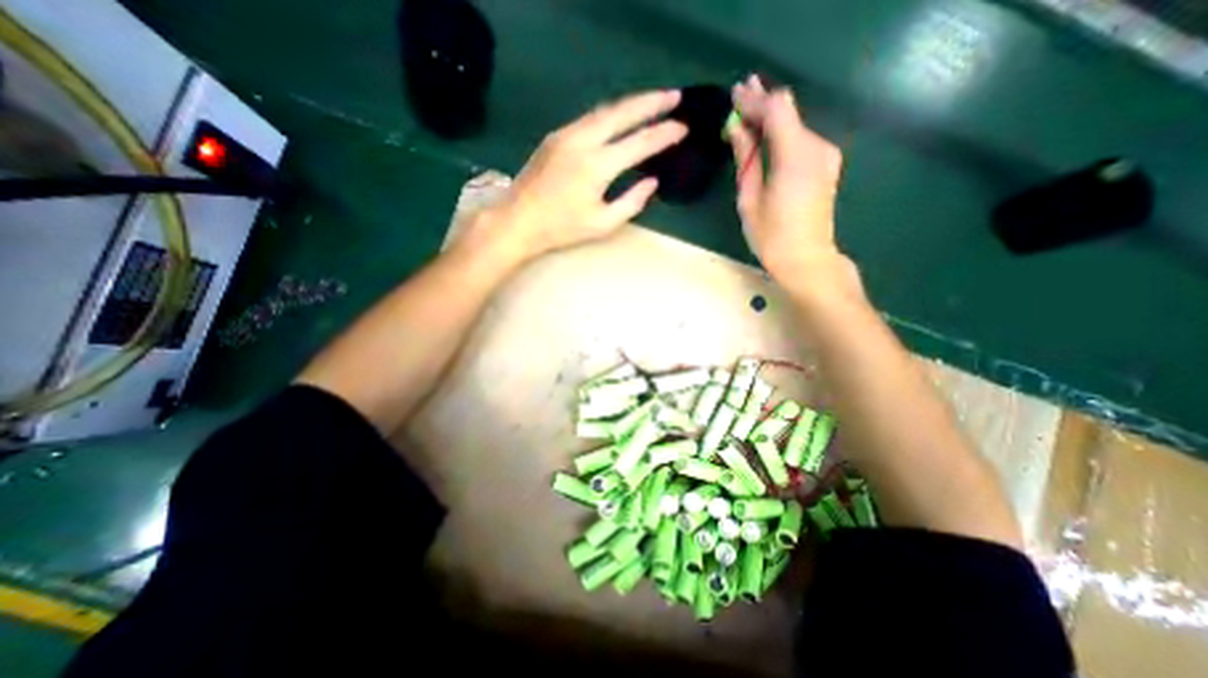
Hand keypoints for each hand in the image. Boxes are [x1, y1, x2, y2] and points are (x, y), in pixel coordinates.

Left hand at [480, 89, 693, 264]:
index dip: (664, 135)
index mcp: (597, 166)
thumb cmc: (562, 228)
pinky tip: (620, 116)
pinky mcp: (556, 136)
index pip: (639, 143)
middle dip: (652, 102)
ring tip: (653, 100)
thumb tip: (652, 181)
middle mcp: (583, 141)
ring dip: (631, 103)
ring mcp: (567, 134)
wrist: (519, 220)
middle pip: (623, 112)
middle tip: (675, 96)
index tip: (683, 128)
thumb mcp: (602, 224)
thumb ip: (632, 203)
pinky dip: (611, 113)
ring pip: (605, 110)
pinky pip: (590, 118)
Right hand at [726, 75, 846, 297]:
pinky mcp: (825, 163)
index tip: (733, 93)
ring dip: (771, 117)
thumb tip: (737, 129)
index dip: (754, 99)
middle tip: (740, 93)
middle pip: (788, 111)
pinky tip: (765, 135)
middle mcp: (815, 147)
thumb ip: (746, 159)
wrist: (806, 259)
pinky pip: (800, 138)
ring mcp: (824, 154)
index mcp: (794, 157)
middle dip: (762, 102)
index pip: (776, 110)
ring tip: (747, 114)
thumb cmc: (771, 237)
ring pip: (794, 123)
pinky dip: (781, 132)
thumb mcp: (749, 199)